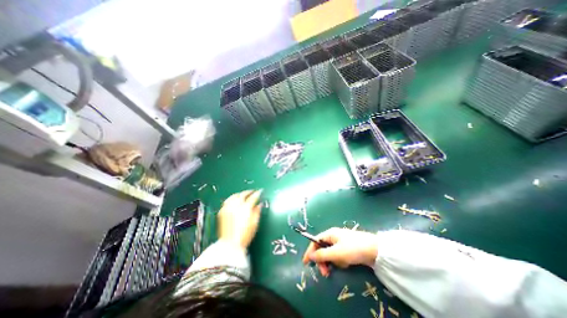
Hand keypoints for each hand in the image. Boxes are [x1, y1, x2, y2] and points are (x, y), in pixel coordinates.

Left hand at [219, 190, 262, 249]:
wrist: (230, 244)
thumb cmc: (245, 235)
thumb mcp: (255, 223)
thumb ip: (257, 211)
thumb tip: (259, 204)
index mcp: (246, 208)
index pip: (253, 197)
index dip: (258, 193)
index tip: (260, 191)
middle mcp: (236, 206)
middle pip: (243, 194)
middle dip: (249, 192)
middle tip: (253, 191)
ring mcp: (228, 208)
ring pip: (234, 196)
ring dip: (240, 194)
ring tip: (244, 194)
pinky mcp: (222, 211)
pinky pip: (227, 201)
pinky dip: (232, 198)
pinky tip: (235, 200)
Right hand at [301, 228, 375, 277]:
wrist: (376, 250)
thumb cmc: (353, 249)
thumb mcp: (336, 253)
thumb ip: (321, 255)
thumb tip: (310, 256)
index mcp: (329, 234)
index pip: (315, 241)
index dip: (310, 251)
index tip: (306, 263)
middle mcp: (334, 237)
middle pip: (322, 248)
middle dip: (323, 260)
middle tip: (325, 273)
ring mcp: (341, 243)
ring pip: (330, 254)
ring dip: (333, 262)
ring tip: (341, 266)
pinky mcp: (347, 249)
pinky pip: (338, 256)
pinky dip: (340, 261)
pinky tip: (347, 264)